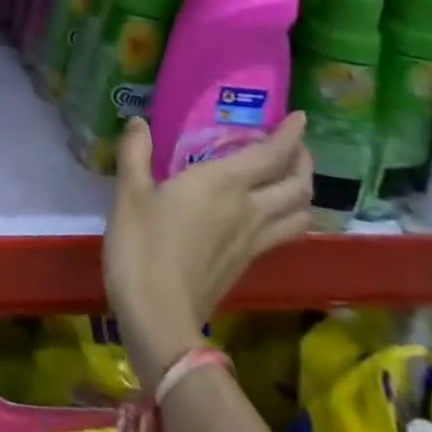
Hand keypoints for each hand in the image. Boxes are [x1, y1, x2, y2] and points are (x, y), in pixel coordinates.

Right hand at [104, 114, 312, 379]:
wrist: (159, 314)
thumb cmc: (142, 246)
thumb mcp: (129, 193)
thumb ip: (135, 153)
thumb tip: (139, 122)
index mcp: (222, 185)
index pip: (270, 155)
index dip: (289, 135)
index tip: (299, 117)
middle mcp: (248, 209)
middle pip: (297, 186)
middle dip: (302, 161)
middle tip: (294, 145)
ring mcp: (253, 241)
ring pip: (299, 213)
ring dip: (302, 191)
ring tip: (290, 177)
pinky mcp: (248, 263)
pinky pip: (284, 232)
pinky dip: (289, 215)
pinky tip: (268, 212)